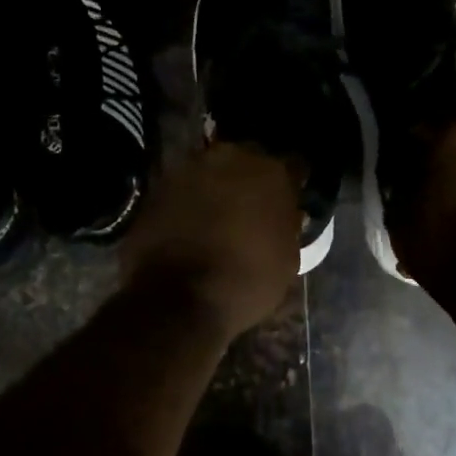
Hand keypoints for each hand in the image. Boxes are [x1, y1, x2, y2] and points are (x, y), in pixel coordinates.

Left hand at [120, 143, 299, 342]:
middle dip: (253, 179)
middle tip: (252, 206)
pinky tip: (191, 223)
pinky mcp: (160, 183)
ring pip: (214, 169)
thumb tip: (284, 217)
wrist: (177, 298)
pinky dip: (190, 199)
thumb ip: (287, 226)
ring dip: (219, 186)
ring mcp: (193, 167)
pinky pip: (185, 186)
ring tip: (218, 215)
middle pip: (251, 159)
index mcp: (274, 174)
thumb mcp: (287, 261)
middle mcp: (234, 157)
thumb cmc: (245, 283)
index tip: (290, 202)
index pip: (295, 167)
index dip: (293, 185)